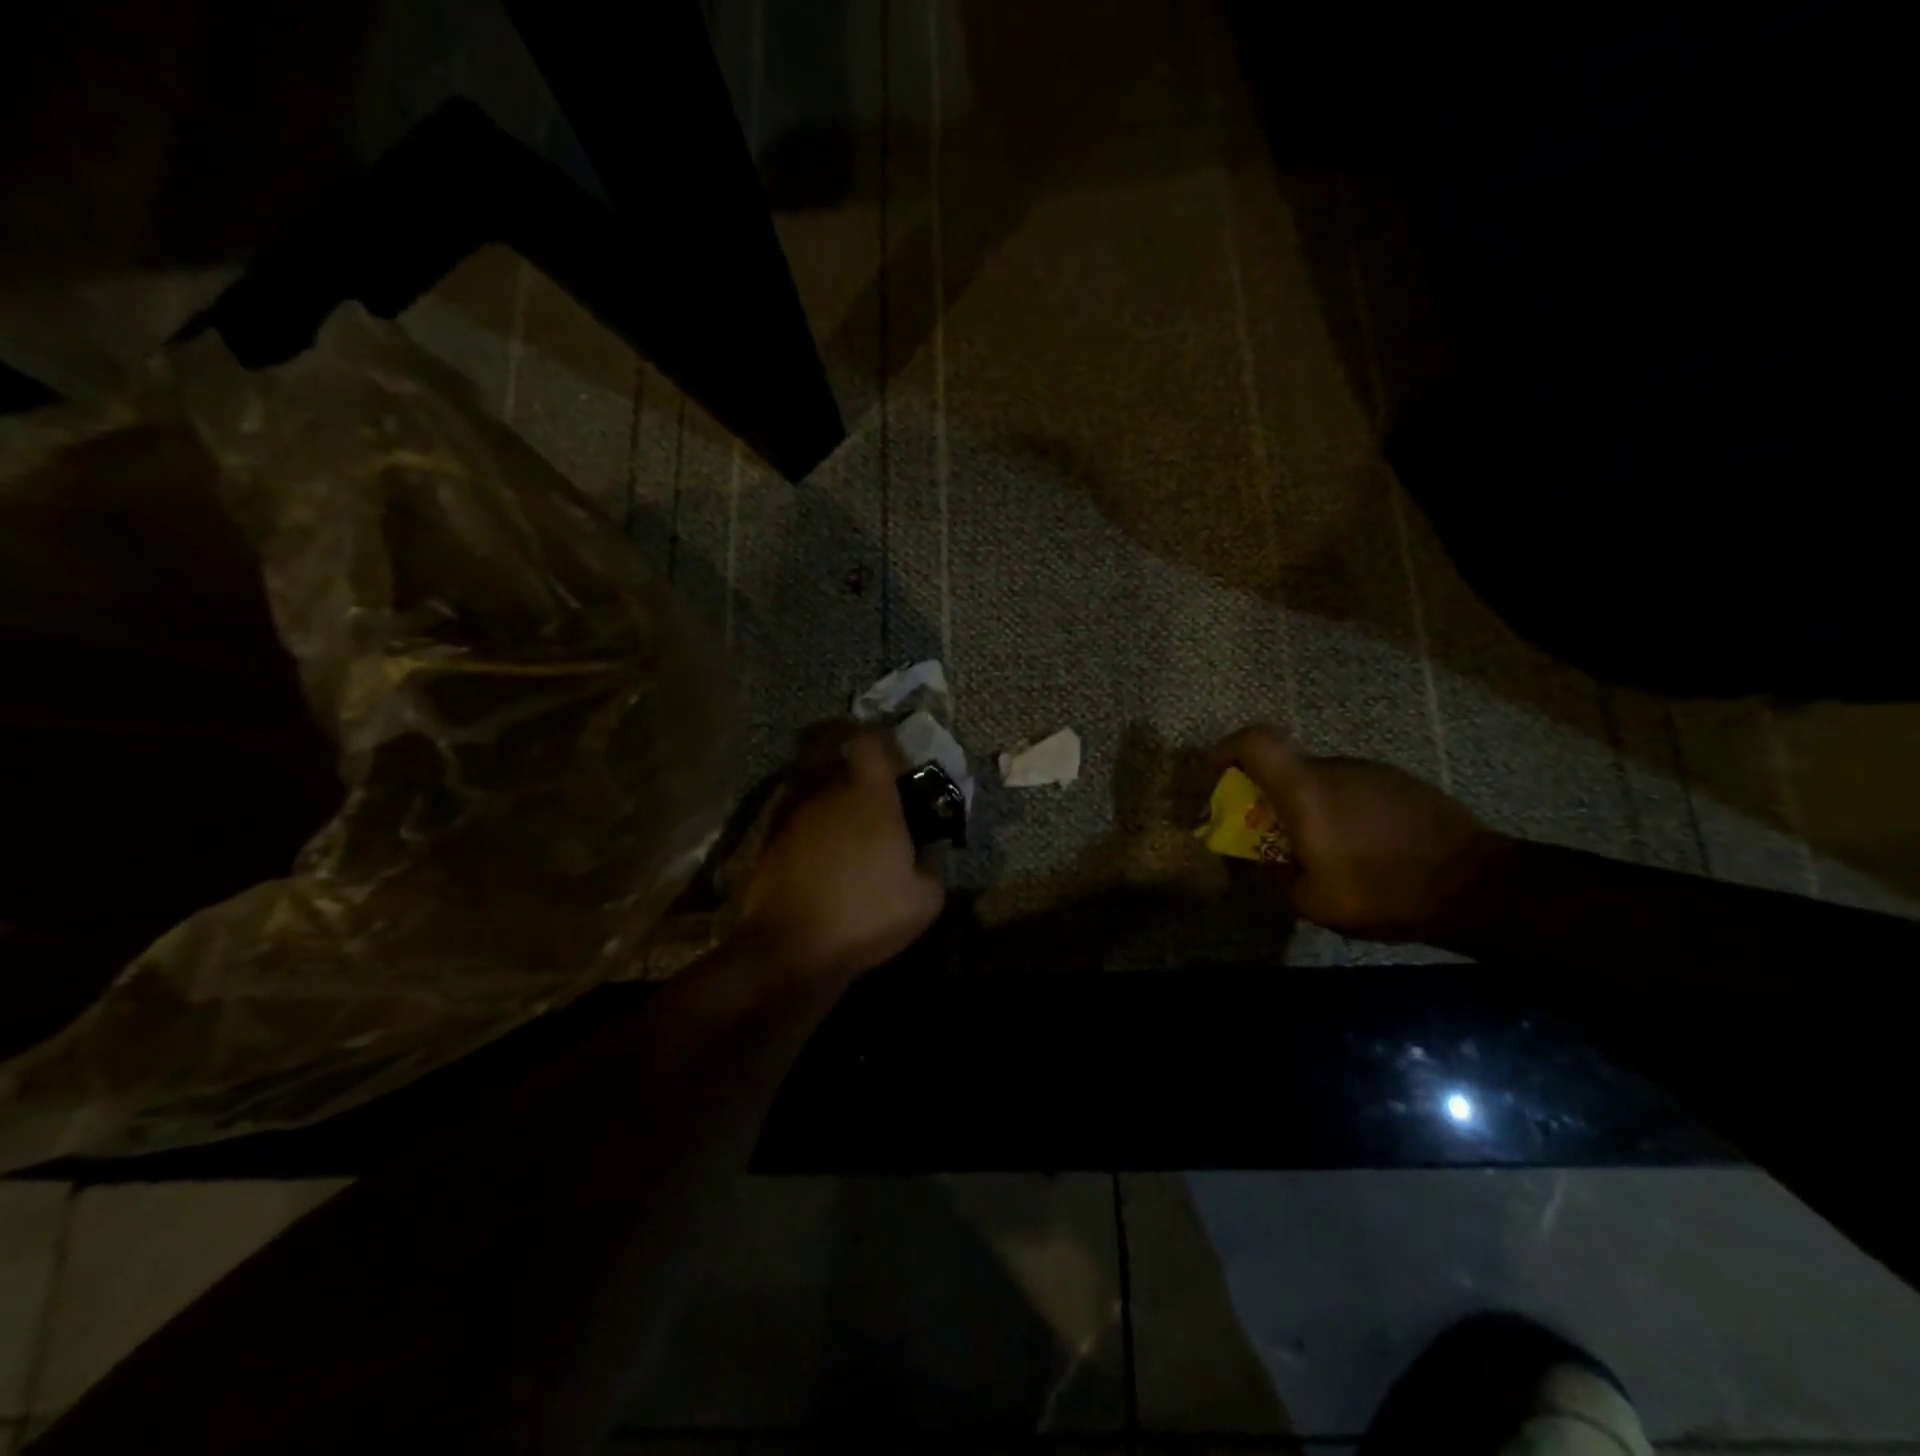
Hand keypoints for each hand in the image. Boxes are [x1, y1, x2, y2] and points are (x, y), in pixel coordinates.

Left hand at [741, 726, 945, 980]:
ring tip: (848, 828)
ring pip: (815, 785)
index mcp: (870, 797)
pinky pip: (797, 813)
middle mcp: (828, 792)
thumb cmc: (865, 917)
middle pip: (840, 758)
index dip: (883, 742)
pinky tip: (823, 852)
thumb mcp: (925, 900)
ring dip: (832, 796)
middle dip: (857, 770)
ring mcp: (794, 813)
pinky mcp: (770, 837)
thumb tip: (929, 849)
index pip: (870, 741)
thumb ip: (933, 863)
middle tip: (875, 797)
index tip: (896, 761)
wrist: (790, 947)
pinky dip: (811, 822)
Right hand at [1214, 727, 1509, 940]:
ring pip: (1322, 780)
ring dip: (1309, 806)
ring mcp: (1373, 771)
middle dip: (1268, 795)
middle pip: (1286, 766)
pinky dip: (1342, 810)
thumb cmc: (1381, 891)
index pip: (1255, 742)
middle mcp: (1335, 767)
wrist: (1478, 885)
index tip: (1215, 772)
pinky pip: (1354, 789)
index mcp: (1305, 789)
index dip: (1227, 749)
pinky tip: (1362, 848)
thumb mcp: (1311, 901)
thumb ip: (1271, 877)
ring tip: (1322, 849)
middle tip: (1271, 835)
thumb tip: (1247, 864)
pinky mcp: (1402, 783)